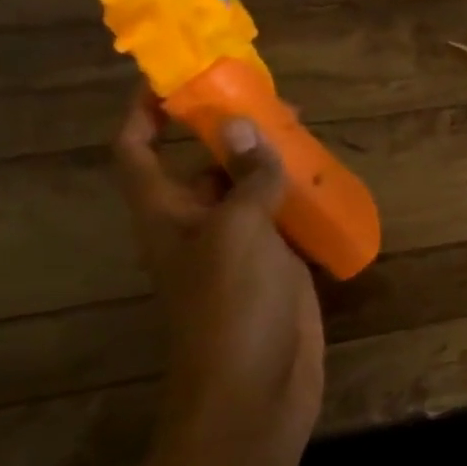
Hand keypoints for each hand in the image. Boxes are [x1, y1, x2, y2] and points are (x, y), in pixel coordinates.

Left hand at [114, 87, 325, 465]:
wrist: (256, 388)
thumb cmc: (231, 305)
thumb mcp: (236, 231)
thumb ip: (244, 177)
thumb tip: (245, 124)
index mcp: (167, 214)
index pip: (138, 151)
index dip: (145, 113)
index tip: (173, 77)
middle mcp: (198, 225)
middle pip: (202, 163)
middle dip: (228, 127)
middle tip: (271, 97)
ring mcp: (240, 247)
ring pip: (249, 189)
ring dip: (271, 159)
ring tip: (306, 130)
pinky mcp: (278, 266)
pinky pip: (285, 218)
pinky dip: (301, 195)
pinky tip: (328, 180)